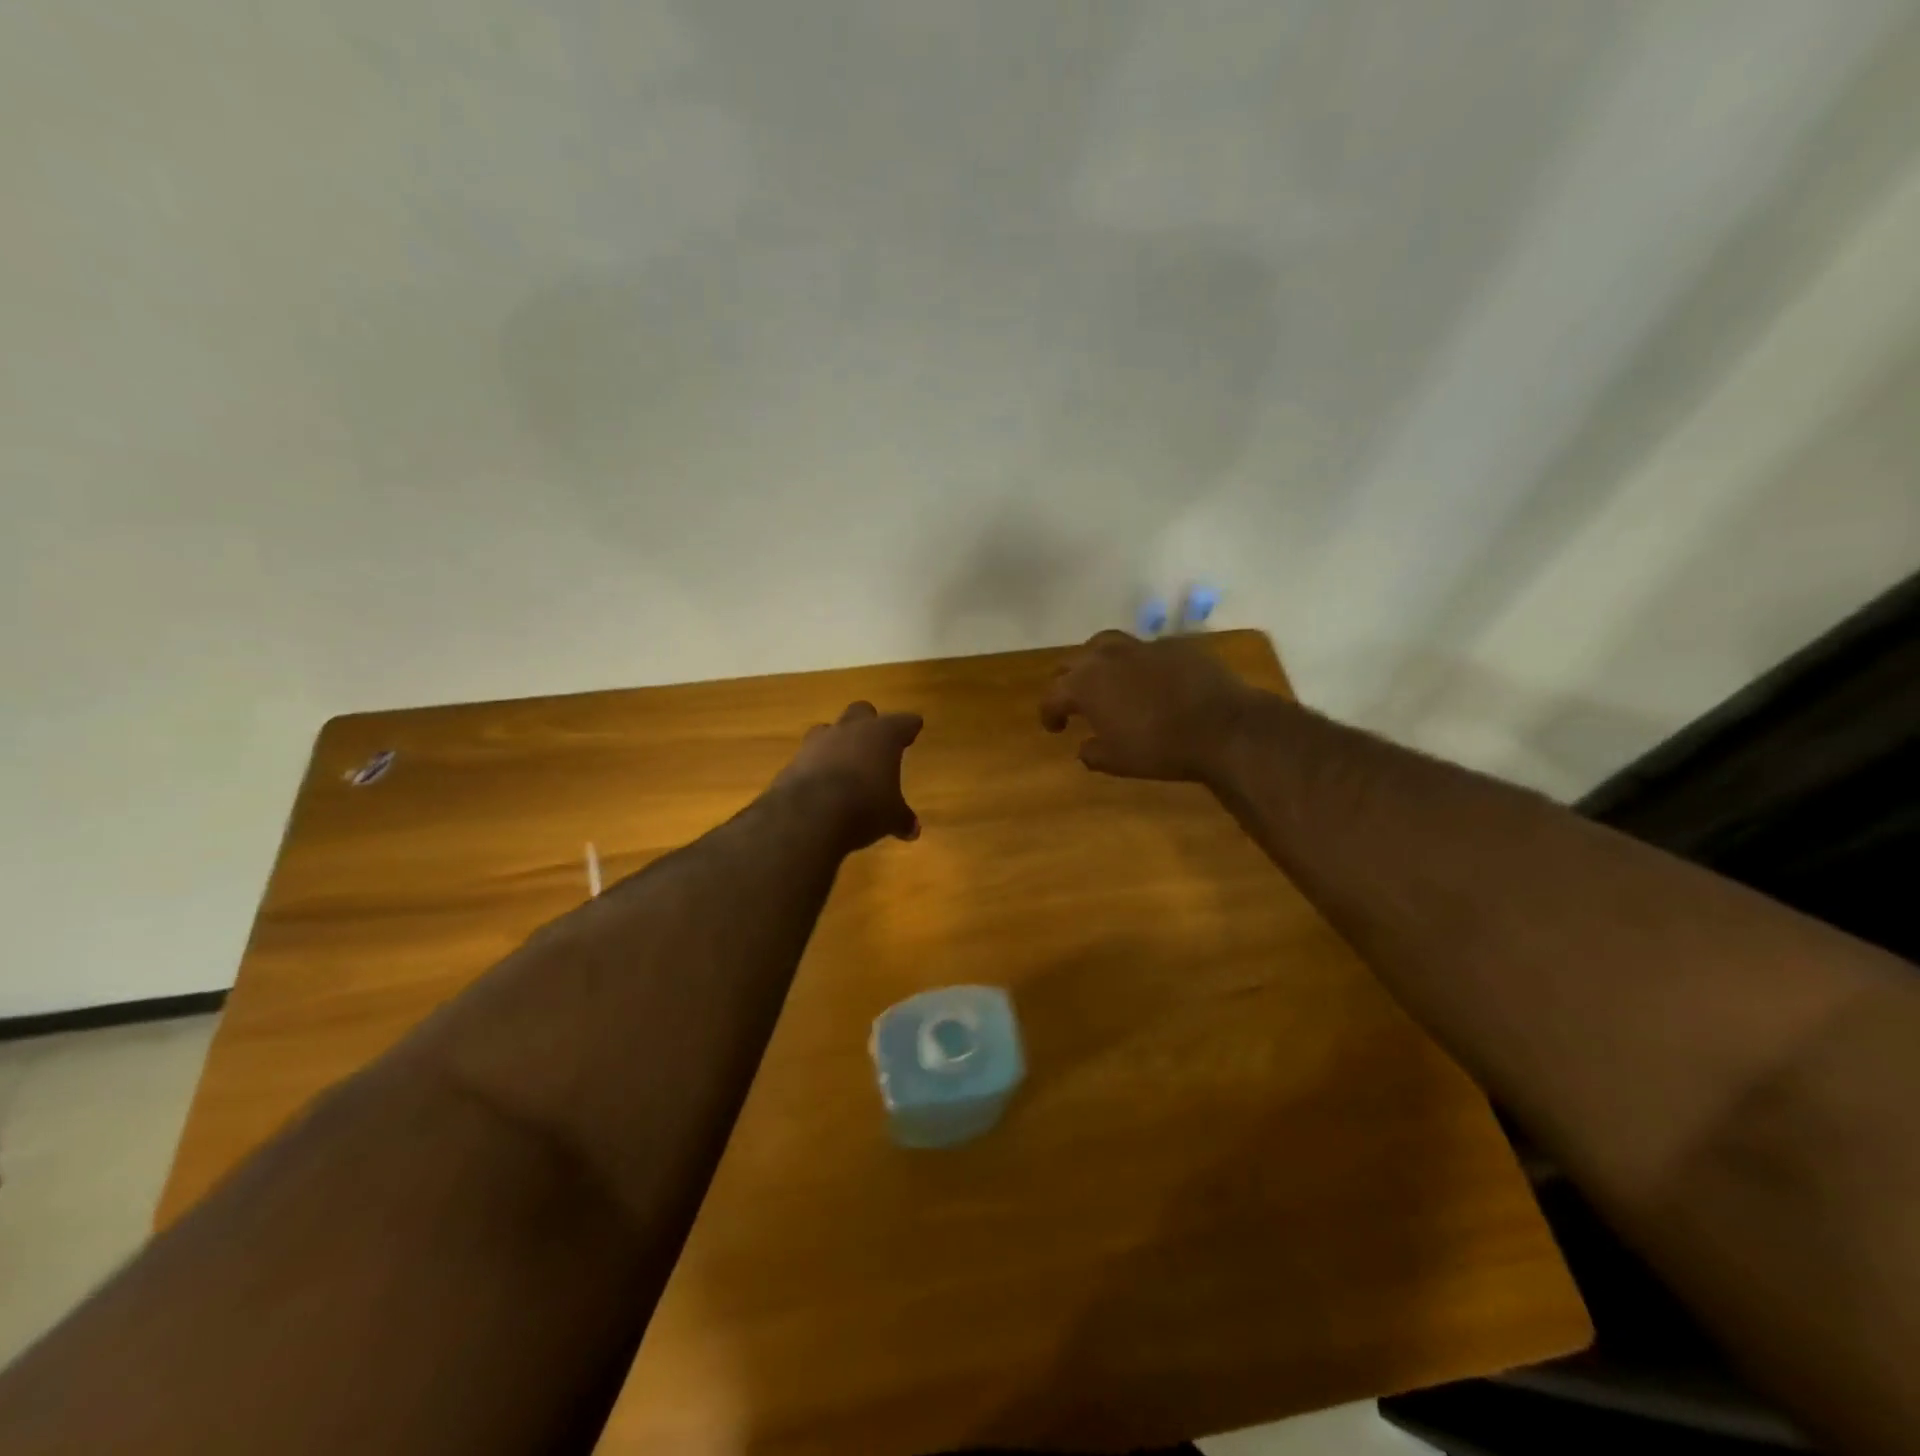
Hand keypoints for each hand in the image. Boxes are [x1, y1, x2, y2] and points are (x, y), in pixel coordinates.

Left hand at [774, 701, 923, 848]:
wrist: (809, 815)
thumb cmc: (864, 807)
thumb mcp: (890, 817)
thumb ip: (901, 818)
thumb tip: (913, 830)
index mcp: (882, 735)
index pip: (903, 722)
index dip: (909, 726)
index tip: (914, 727)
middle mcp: (850, 730)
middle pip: (861, 711)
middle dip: (868, 723)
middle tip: (875, 742)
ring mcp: (818, 742)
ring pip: (830, 729)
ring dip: (837, 742)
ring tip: (844, 762)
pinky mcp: (794, 760)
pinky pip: (808, 756)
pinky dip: (816, 765)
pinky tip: (820, 784)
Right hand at [1040, 630, 1258, 781]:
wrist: (1223, 727)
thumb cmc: (1160, 748)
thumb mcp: (1117, 761)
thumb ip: (1093, 752)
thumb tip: (1085, 747)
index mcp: (1086, 685)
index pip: (1053, 696)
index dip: (1049, 713)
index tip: (1054, 727)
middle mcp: (1108, 657)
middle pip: (1075, 661)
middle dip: (1069, 680)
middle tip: (1074, 699)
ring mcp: (1143, 646)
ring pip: (1108, 644)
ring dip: (1100, 662)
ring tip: (1107, 678)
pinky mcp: (1176, 644)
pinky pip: (1146, 649)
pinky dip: (1139, 663)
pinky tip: (1150, 679)